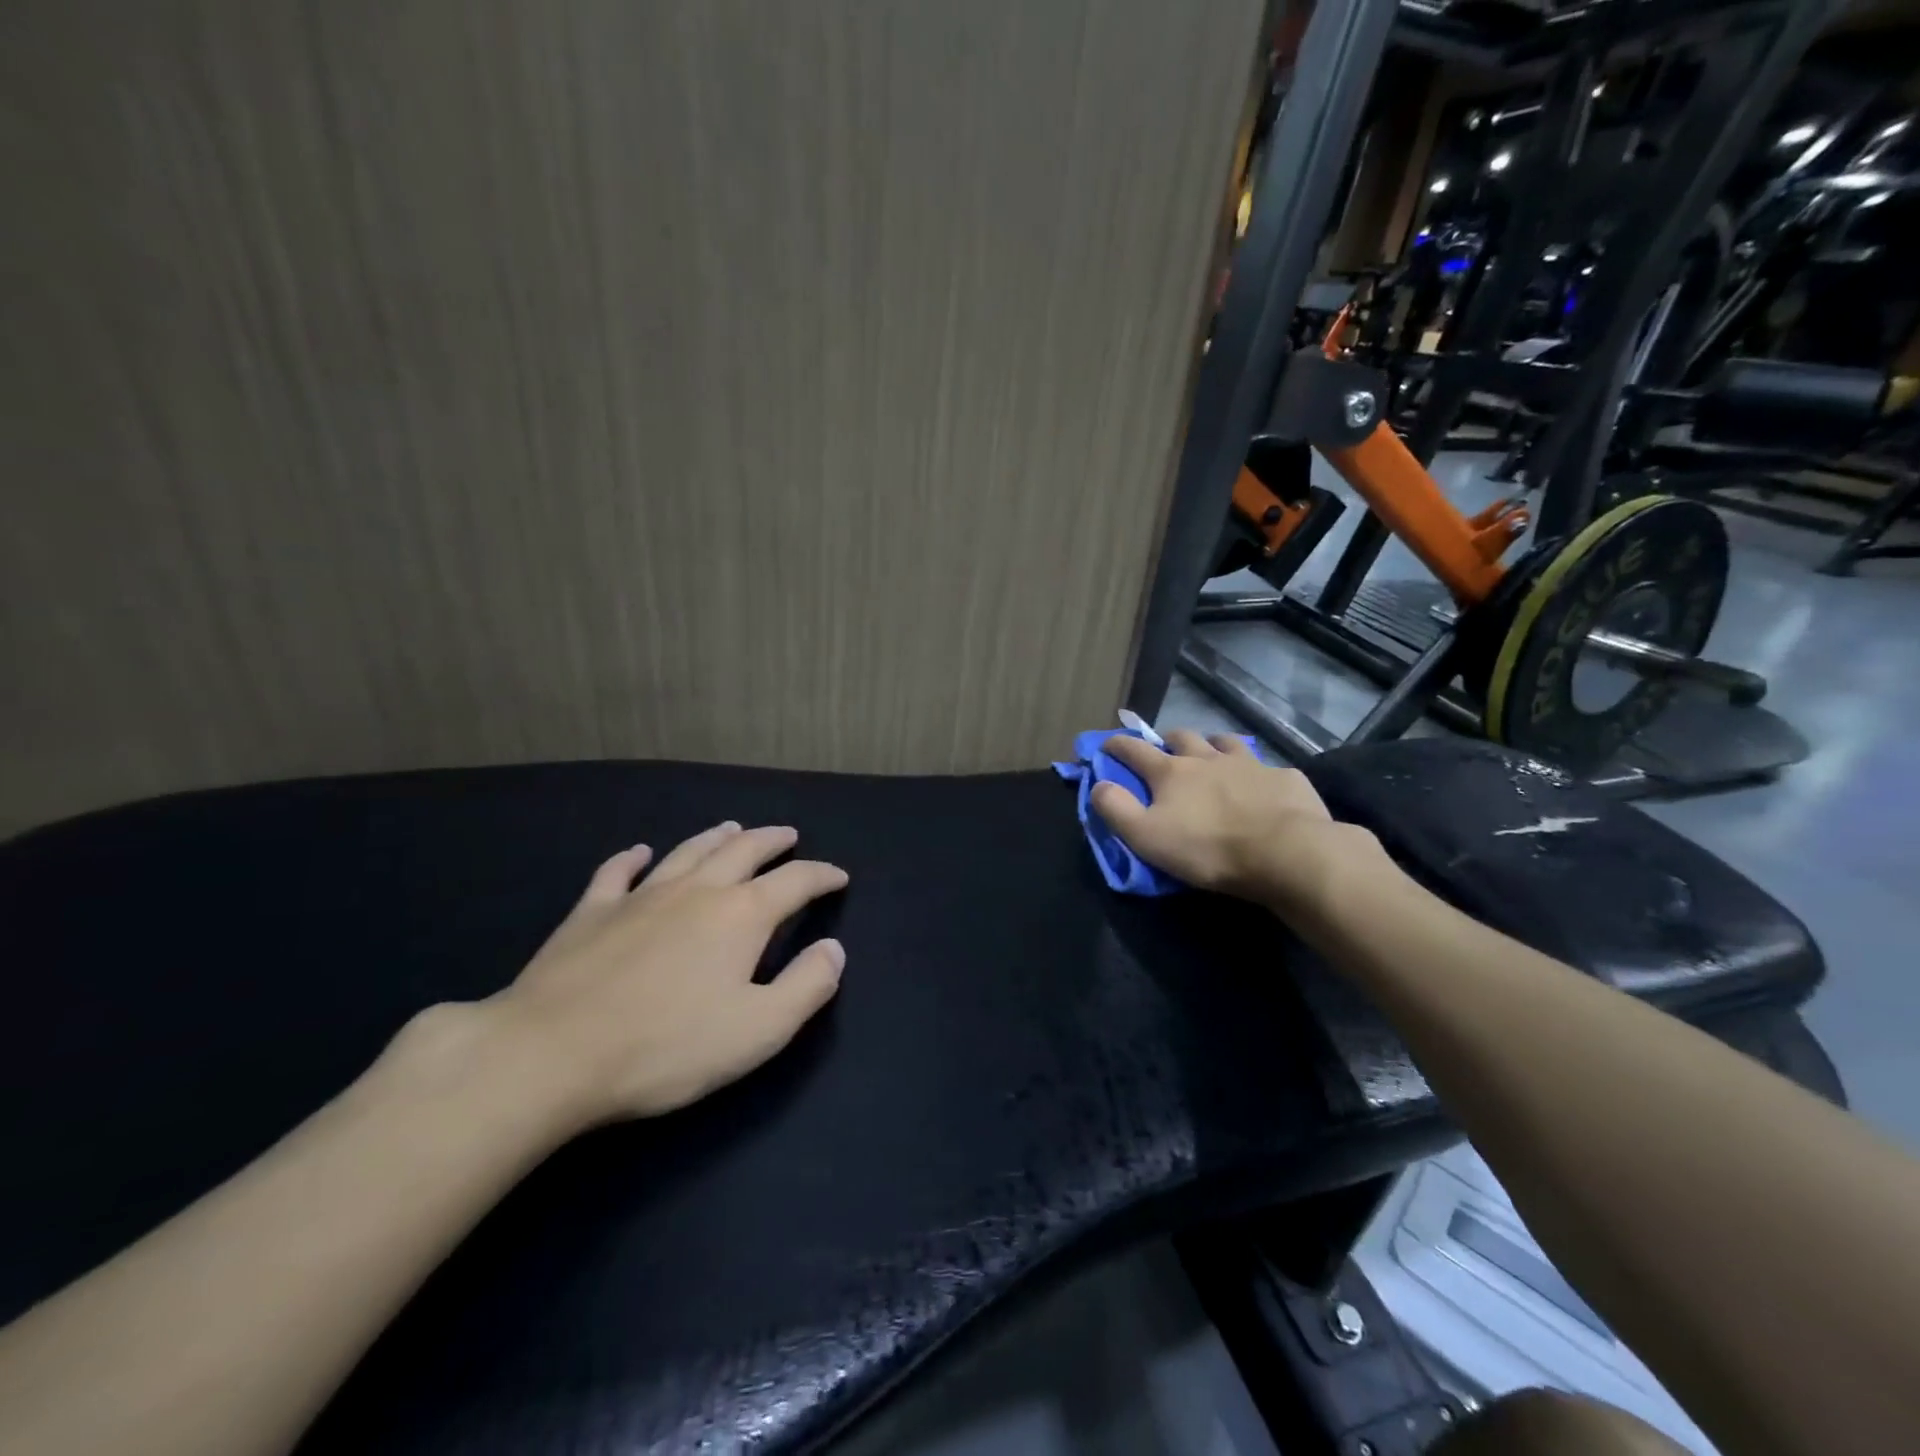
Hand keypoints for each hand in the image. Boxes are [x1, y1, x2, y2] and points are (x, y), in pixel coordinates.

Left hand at [486, 822, 847, 1125]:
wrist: (550, 1053)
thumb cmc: (666, 1046)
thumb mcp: (758, 1030)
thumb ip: (806, 986)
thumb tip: (834, 949)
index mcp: (741, 916)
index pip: (795, 883)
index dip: (822, 876)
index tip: (838, 876)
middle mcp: (696, 891)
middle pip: (743, 851)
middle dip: (772, 841)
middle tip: (789, 835)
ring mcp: (640, 896)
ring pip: (688, 852)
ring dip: (716, 837)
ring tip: (733, 828)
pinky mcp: (591, 912)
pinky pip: (617, 872)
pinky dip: (633, 857)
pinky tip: (639, 852)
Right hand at [1089, 731, 1379, 913]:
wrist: (1286, 853)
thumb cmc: (1208, 849)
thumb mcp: (1147, 837)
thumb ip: (1117, 809)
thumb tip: (1098, 785)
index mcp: (1172, 772)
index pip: (1134, 750)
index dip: (1117, 745)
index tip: (1106, 743)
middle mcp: (1208, 758)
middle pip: (1182, 736)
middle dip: (1167, 740)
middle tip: (1165, 752)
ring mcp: (1250, 764)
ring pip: (1225, 742)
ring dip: (1213, 745)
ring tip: (1212, 756)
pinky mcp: (1284, 778)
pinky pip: (1267, 767)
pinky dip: (1257, 773)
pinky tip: (1262, 786)